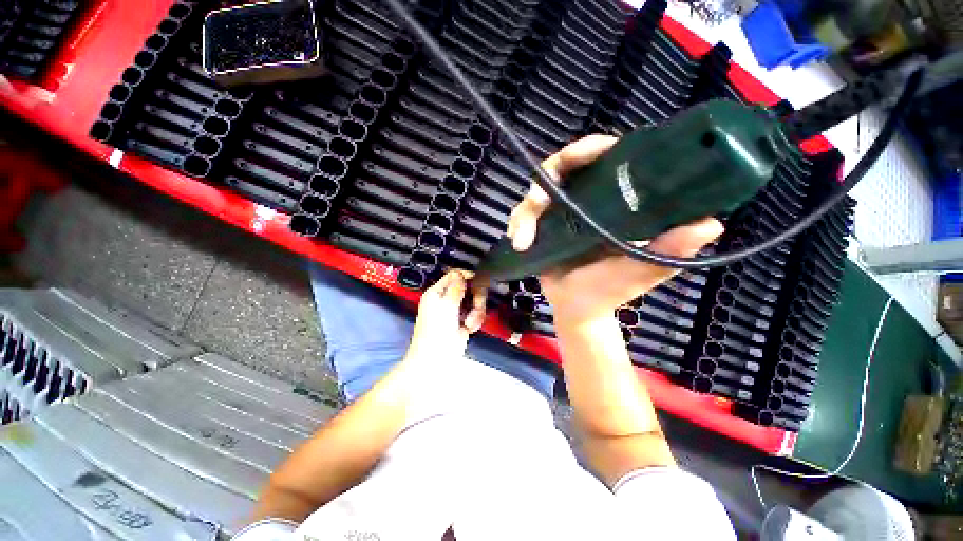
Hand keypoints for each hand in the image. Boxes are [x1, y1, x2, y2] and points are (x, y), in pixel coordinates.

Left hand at [407, 269, 479, 361]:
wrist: (436, 360)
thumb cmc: (436, 333)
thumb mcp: (446, 306)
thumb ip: (456, 288)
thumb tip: (462, 274)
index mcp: (437, 292)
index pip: (455, 275)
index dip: (468, 276)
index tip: (479, 282)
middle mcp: (447, 299)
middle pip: (469, 287)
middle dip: (476, 297)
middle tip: (476, 306)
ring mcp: (456, 310)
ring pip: (475, 301)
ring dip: (476, 311)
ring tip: (469, 323)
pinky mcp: (464, 321)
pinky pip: (476, 313)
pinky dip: (476, 320)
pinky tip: (470, 328)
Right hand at [508, 135, 723, 322]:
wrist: (576, 308)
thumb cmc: (610, 290)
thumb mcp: (641, 269)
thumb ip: (670, 250)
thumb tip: (711, 223)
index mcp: (615, 201)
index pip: (605, 158)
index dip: (592, 148)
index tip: (584, 155)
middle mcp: (587, 200)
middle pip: (563, 168)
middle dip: (546, 178)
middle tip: (537, 199)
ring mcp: (561, 212)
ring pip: (537, 192)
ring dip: (525, 212)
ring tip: (522, 238)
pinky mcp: (542, 225)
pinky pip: (523, 214)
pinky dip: (517, 224)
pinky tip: (517, 241)